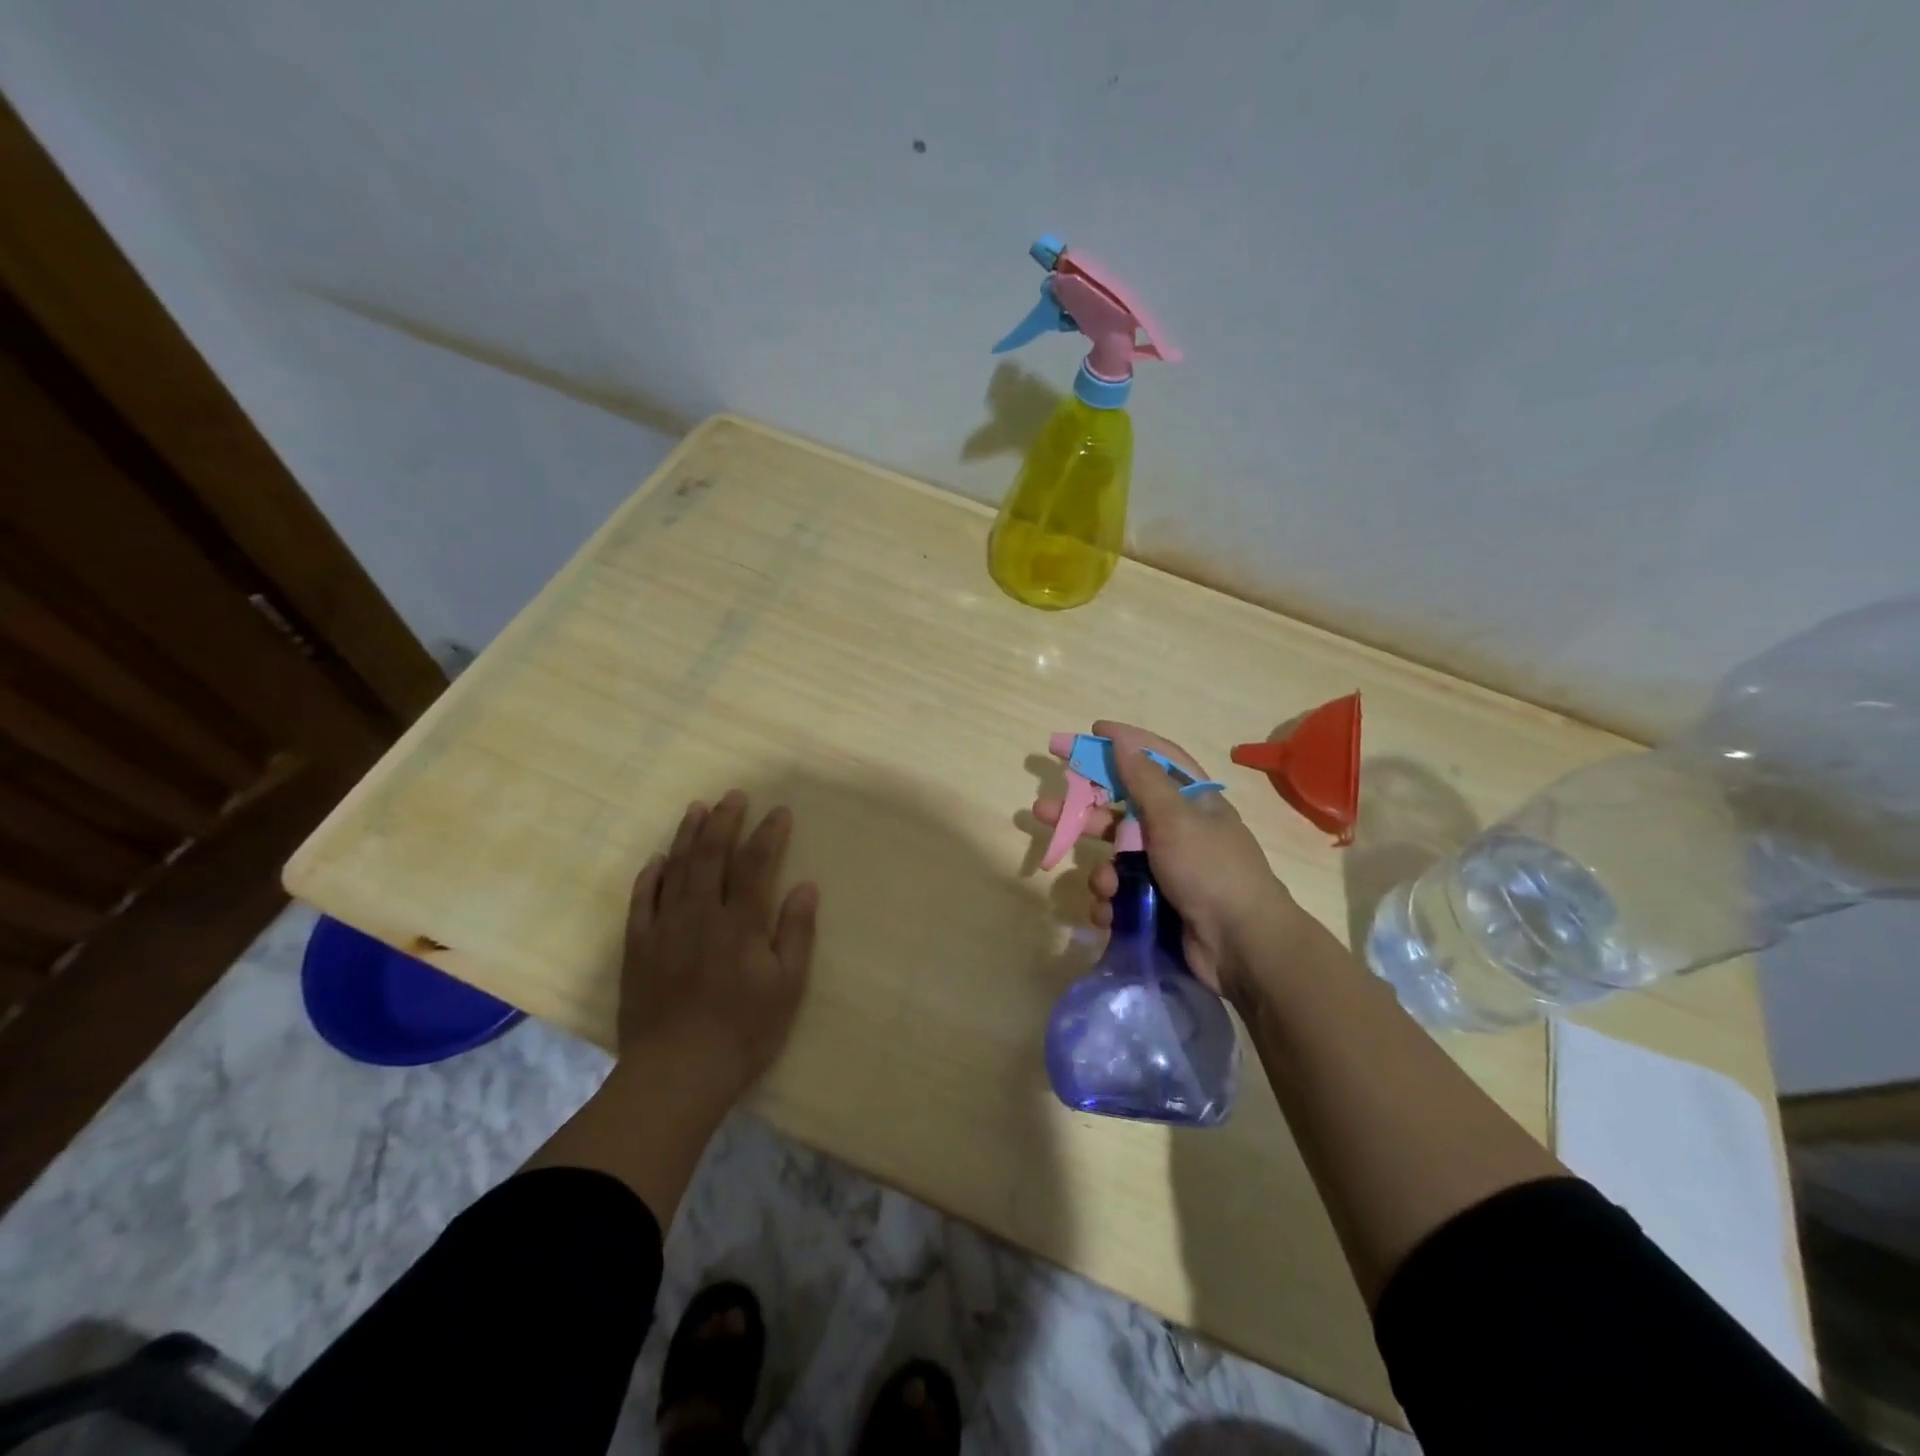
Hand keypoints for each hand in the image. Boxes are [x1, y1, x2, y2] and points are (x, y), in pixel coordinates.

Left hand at [619, 790, 818, 1098]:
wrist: (677, 1073)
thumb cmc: (744, 1031)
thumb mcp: (788, 986)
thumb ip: (796, 933)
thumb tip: (806, 886)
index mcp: (741, 922)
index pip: (756, 863)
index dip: (768, 833)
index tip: (778, 811)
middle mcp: (701, 914)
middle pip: (712, 855)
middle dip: (724, 821)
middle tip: (733, 796)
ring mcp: (665, 928)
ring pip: (676, 869)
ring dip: (687, 836)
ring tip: (696, 808)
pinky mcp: (638, 947)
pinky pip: (642, 901)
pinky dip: (650, 876)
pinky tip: (657, 859)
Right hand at [1033, 722, 1301, 1004]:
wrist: (1242, 947)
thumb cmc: (1210, 870)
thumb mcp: (1175, 818)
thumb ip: (1144, 779)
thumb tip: (1121, 739)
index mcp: (1192, 801)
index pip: (1155, 758)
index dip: (1125, 741)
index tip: (1092, 731)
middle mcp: (1178, 830)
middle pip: (1121, 810)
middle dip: (1083, 813)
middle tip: (1042, 809)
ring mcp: (1168, 870)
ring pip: (1116, 859)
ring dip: (1102, 872)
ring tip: (1103, 886)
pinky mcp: (1158, 905)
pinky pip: (1121, 895)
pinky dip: (1111, 904)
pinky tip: (1110, 914)